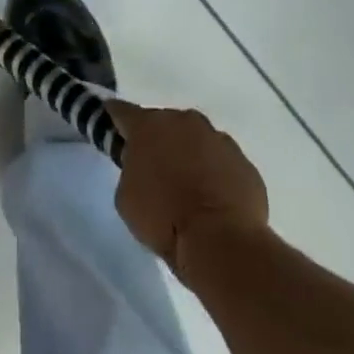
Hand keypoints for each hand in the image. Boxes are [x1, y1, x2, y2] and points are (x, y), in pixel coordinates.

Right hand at [109, 101, 268, 282]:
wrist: (223, 242)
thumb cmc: (164, 219)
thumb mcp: (126, 198)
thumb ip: (131, 171)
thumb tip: (143, 168)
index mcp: (149, 126)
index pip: (122, 111)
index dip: (113, 119)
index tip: (110, 126)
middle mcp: (184, 121)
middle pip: (163, 124)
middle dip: (157, 141)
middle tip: (153, 169)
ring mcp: (218, 138)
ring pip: (195, 140)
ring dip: (188, 155)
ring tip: (187, 188)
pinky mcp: (243, 161)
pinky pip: (221, 162)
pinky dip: (214, 173)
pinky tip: (212, 200)